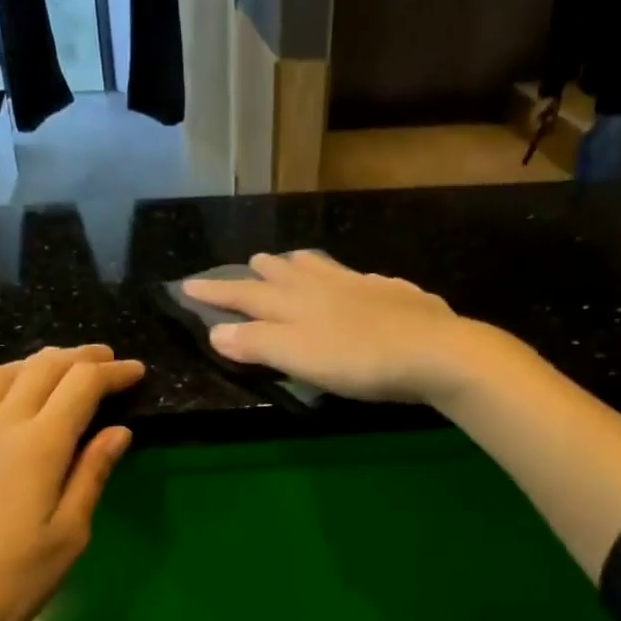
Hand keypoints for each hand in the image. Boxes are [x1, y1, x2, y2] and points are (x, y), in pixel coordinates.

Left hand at [0, 344, 143, 620]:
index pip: (82, 386)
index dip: (113, 373)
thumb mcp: (70, 533)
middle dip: (78, 358)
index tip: (136, 372)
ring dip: (30, 364)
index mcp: (39, 446)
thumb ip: (91, 474)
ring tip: (53, 369)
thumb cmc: (16, 581)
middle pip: (40, 369)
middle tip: (103, 360)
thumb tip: (118, 430)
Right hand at [183, 250, 478, 404]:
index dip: (216, 292)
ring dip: (300, 264)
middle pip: (284, 274)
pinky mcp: (395, 294)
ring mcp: (362, 286)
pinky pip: (360, 277)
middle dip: (260, 272)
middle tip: (248, 264)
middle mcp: (325, 286)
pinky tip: (357, 281)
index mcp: (296, 303)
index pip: (245, 295)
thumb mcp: (299, 357)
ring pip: (322, 268)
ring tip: (291, 260)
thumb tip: (217, 332)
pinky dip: (345, 277)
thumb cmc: (358, 360)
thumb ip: (258, 343)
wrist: (433, 351)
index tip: (187, 285)